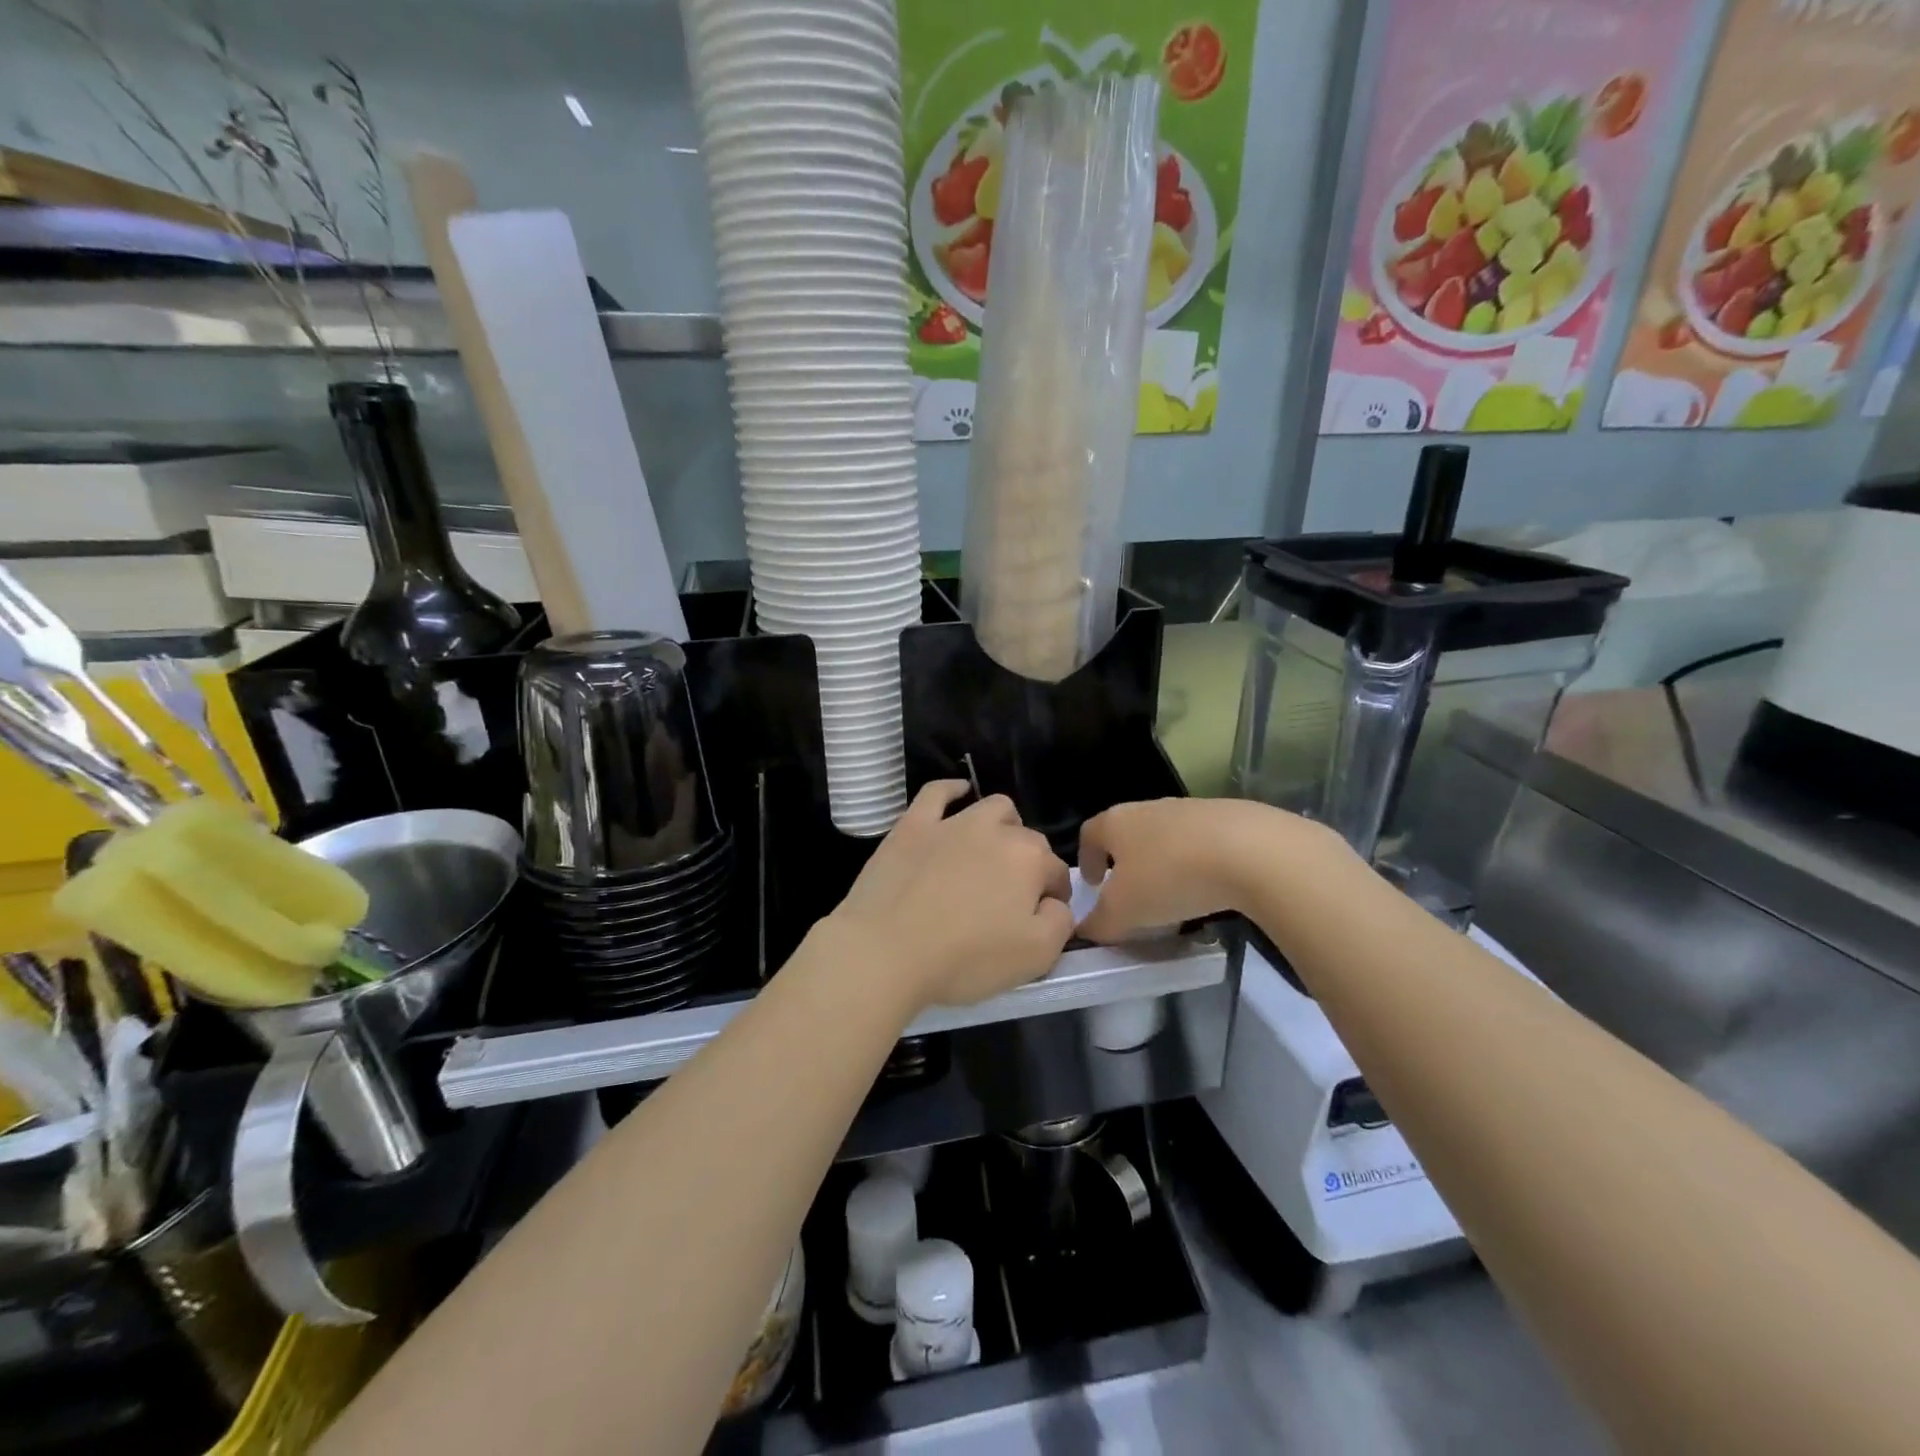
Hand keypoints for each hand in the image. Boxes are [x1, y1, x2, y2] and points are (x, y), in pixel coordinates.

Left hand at [829, 782, 1073, 1012]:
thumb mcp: (1036, 957)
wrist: (886, 950)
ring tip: (991, 852)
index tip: (1041, 918)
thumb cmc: (965, 958)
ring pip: (991, 808)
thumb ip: (1061, 923)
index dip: (1053, 897)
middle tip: (1011, 897)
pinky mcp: (913, 825)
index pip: (1056, 872)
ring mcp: (951, 822)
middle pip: (1026, 839)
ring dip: (1002, 826)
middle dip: (1028, 864)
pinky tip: (958, 794)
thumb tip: (1055, 903)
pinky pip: (938, 793)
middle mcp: (995, 830)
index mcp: (1029, 860)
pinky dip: (952, 790)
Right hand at [1077, 798, 1329, 941]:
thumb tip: (1085, 930)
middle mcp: (1149, 808)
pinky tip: (1210, 888)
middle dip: (1125, 862)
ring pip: (1165, 836)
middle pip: (1127, 832)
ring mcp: (1190, 809)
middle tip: (1131, 894)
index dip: (1086, 859)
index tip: (1092, 884)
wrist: (1252, 851)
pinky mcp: (1228, 817)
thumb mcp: (1125, 912)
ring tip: (1173, 896)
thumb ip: (1099, 923)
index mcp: (1116, 822)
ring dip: (1163, 863)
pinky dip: (1197, 863)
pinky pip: (1201, 842)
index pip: (1089, 834)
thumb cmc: (1171, 877)